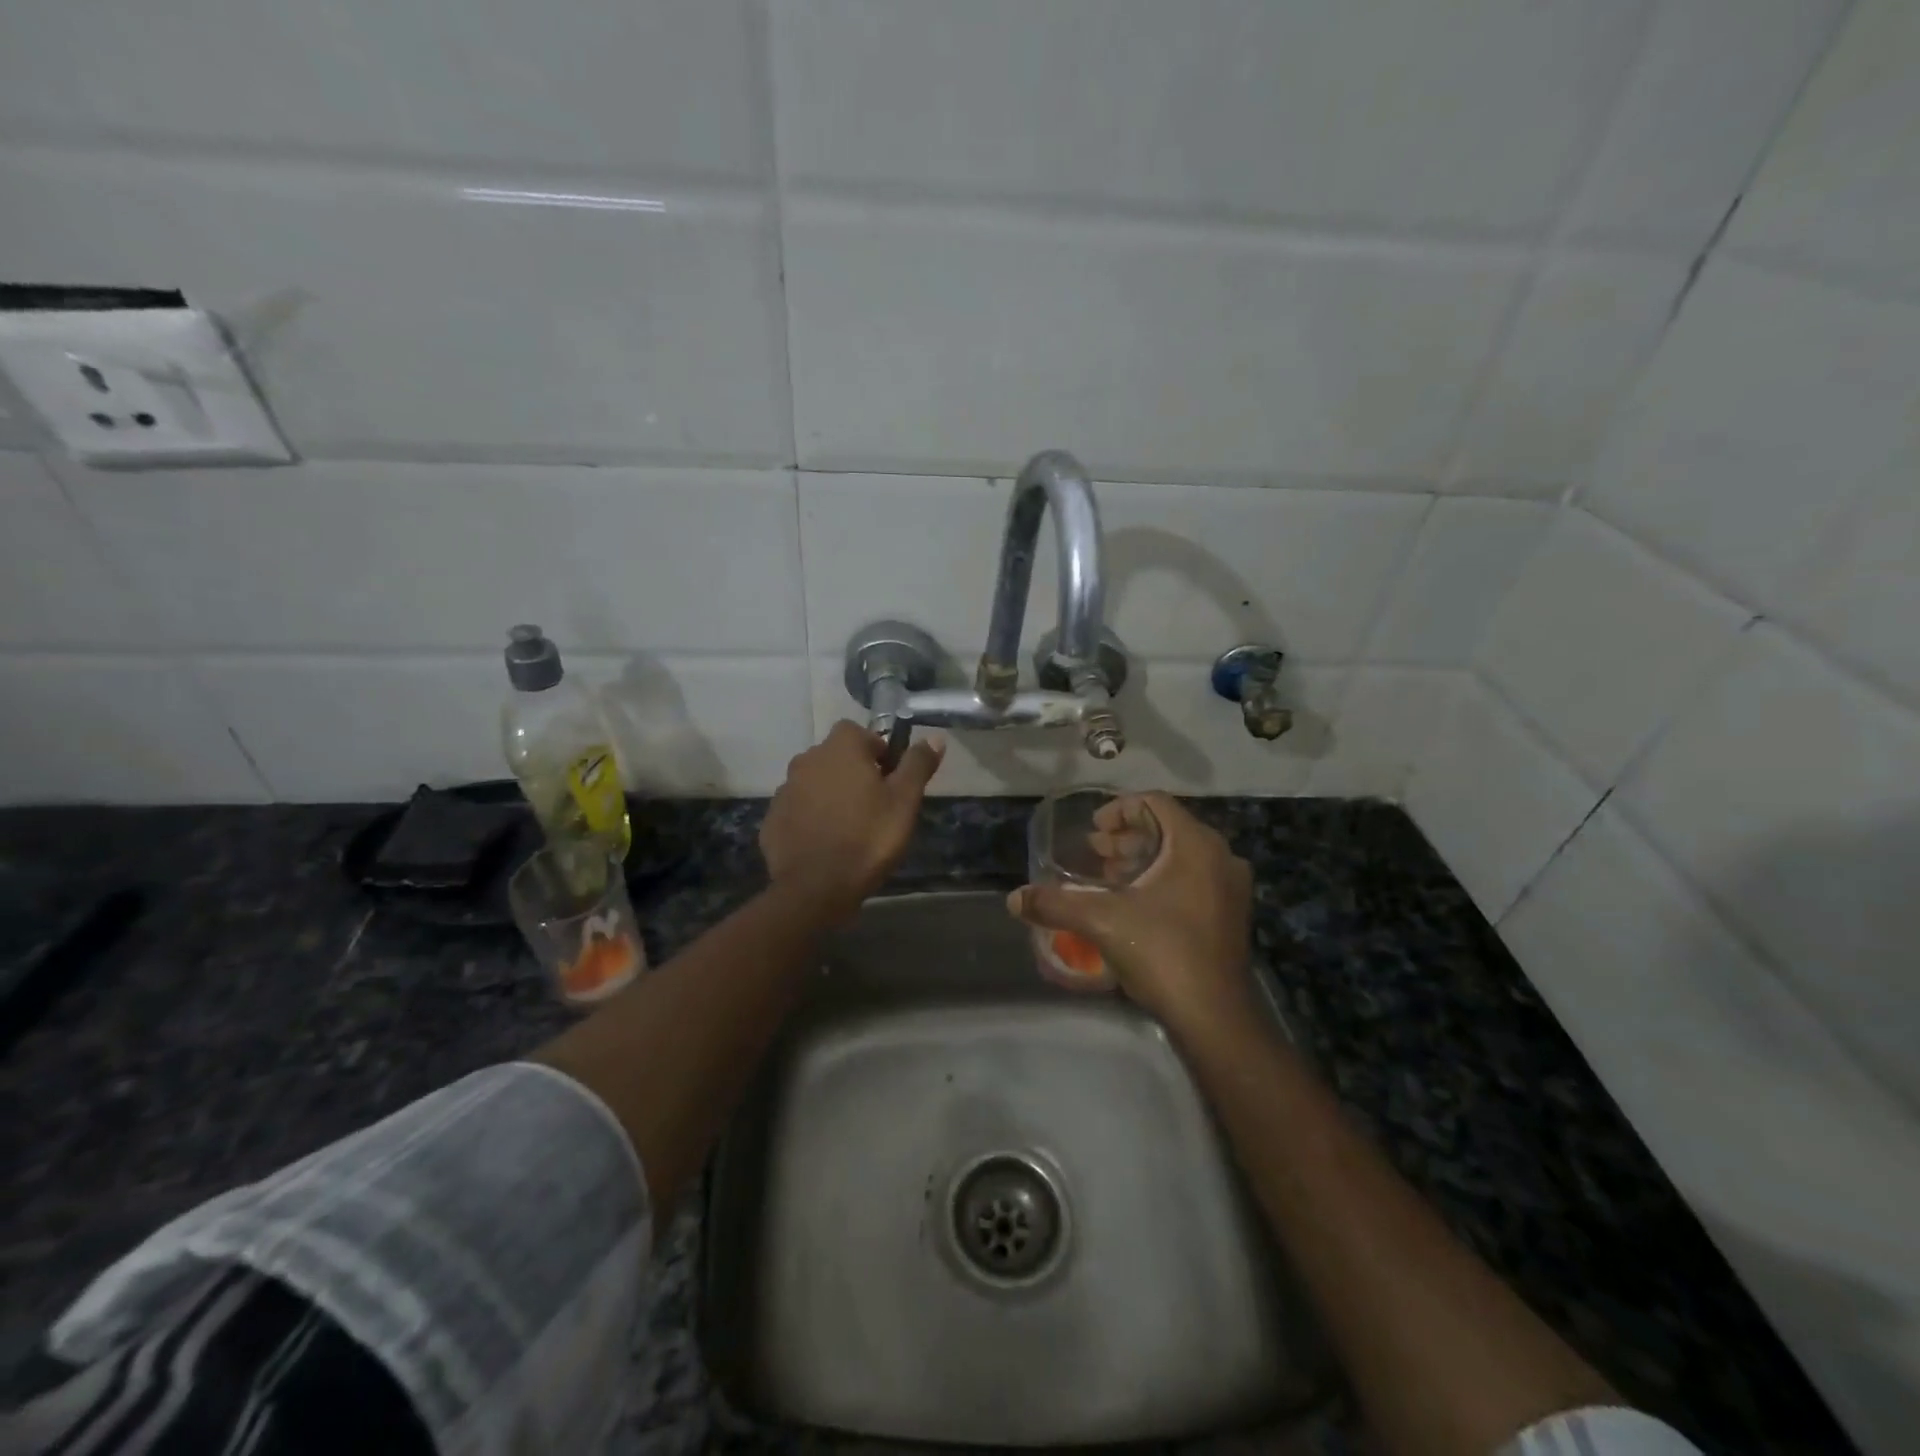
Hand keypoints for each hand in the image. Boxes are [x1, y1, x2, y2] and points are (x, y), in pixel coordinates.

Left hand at [761, 721, 944, 922]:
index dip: (877, 751)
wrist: (816, 888)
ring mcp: (785, 790)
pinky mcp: (772, 820)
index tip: (889, 779)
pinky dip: (811, 819)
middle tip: (874, 805)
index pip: (859, 732)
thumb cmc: (868, 838)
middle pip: (835, 757)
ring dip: (830, 795)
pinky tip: (826, 843)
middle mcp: (806, 760)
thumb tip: (934, 737)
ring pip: (814, 783)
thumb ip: (917, 764)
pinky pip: (798, 810)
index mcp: (839, 749)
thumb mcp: (904, 801)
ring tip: (850, 827)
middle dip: (853, 773)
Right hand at [1008, 792, 1255, 1033]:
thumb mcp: (1102, 922)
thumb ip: (1056, 904)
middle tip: (1094, 853)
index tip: (1093, 830)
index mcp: (1196, 844)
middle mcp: (1220, 858)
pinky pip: (1192, 879)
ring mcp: (1229, 888)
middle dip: (1126, 838)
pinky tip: (1132, 903)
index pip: (1155, 802)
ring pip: (1180, 856)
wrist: (1214, 1017)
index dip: (1119, 810)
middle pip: (1167, 828)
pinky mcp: (1229, 915)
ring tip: (1107, 876)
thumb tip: (1015, 899)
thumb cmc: (1162, 953)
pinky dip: (1161, 880)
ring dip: (1142, 859)